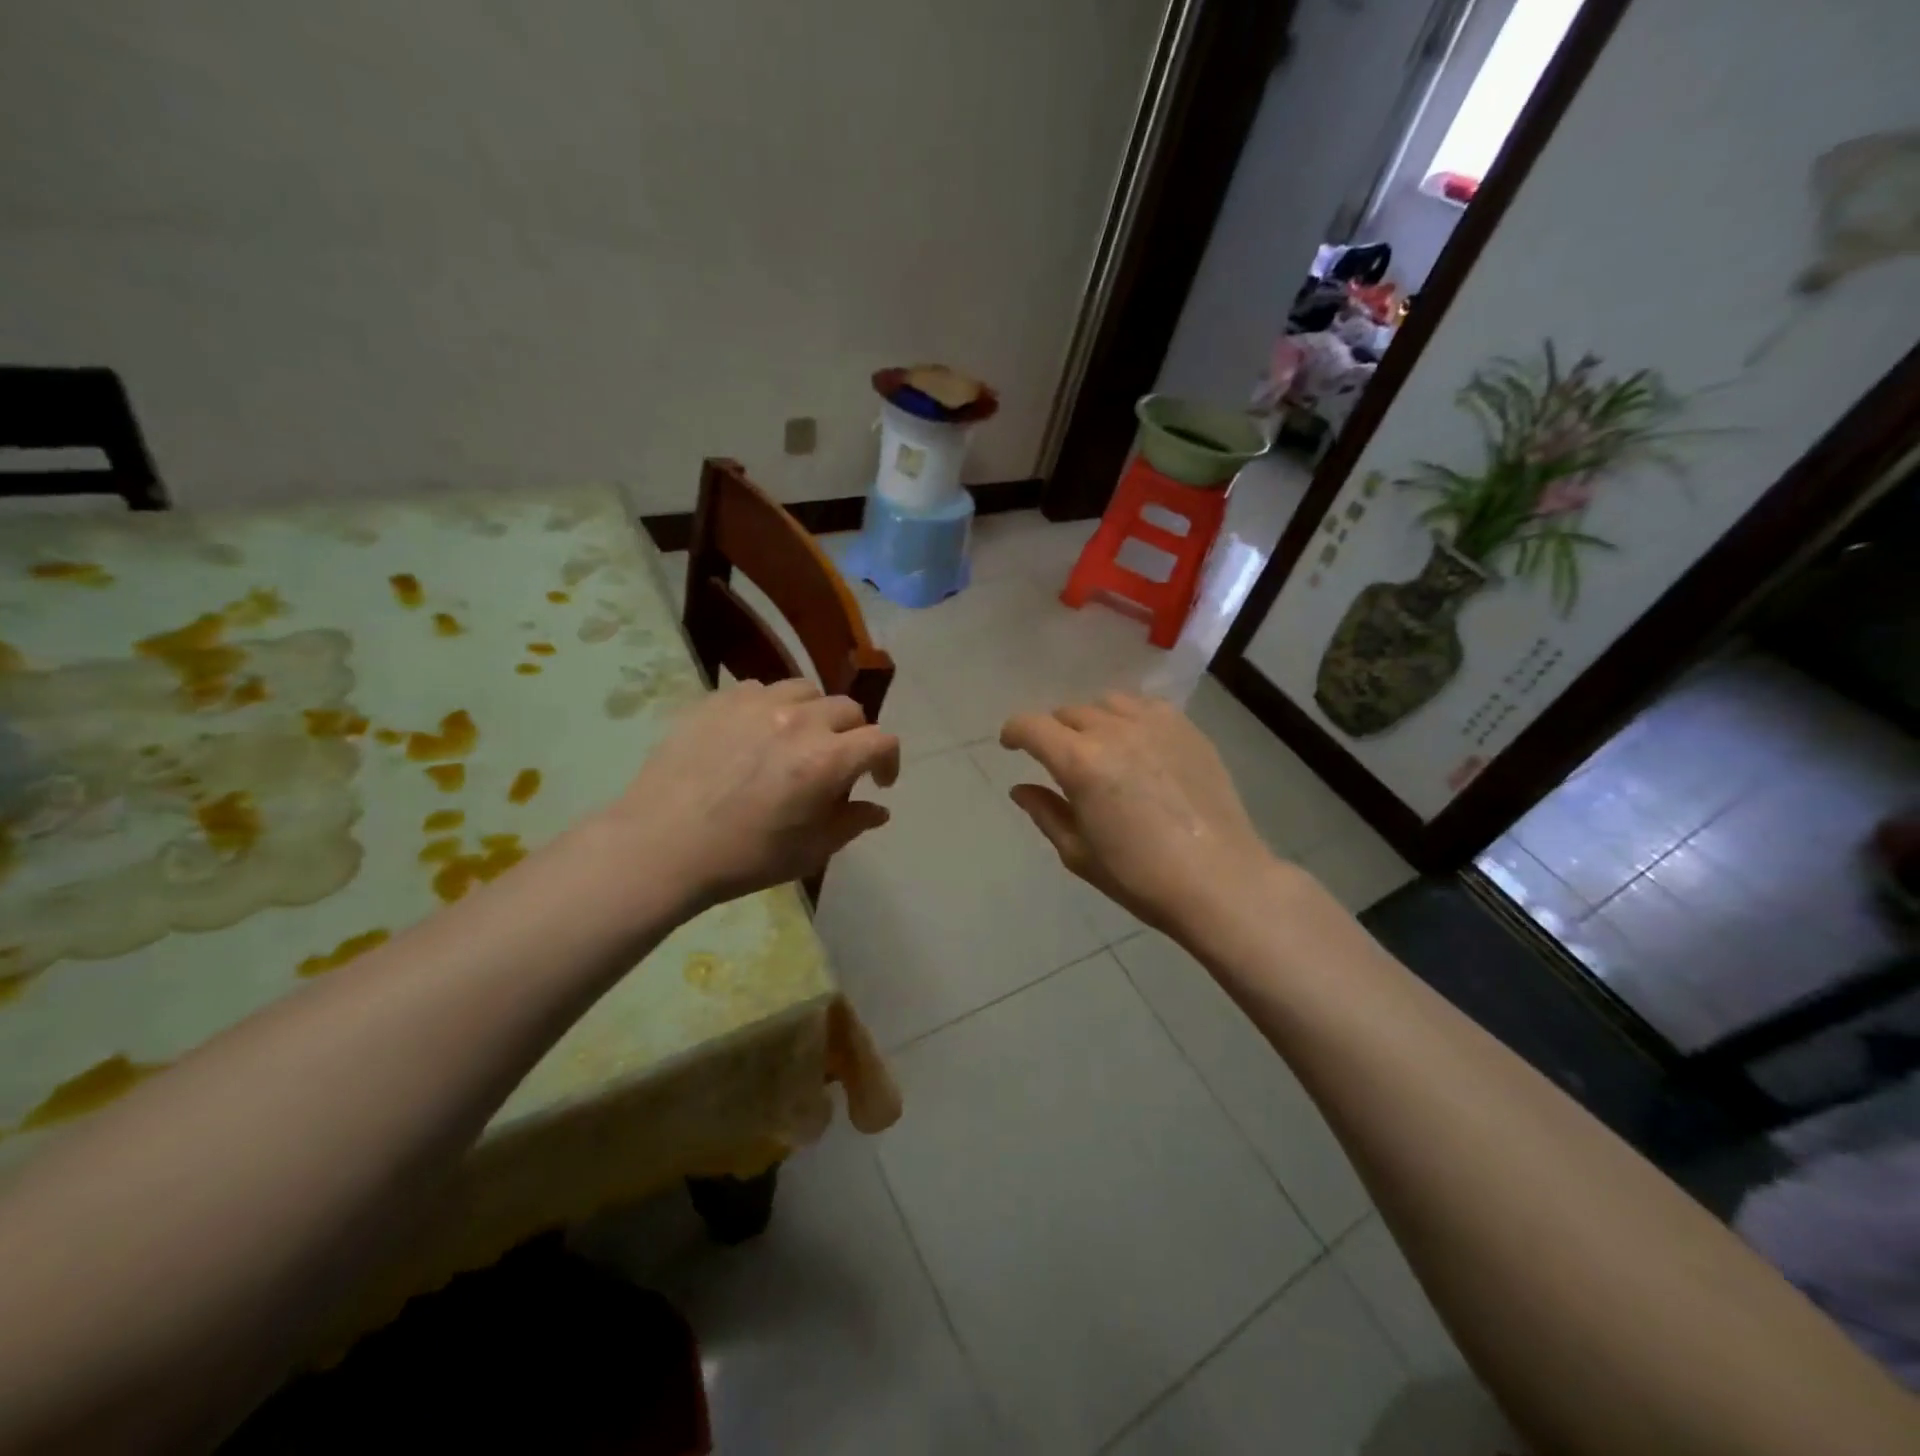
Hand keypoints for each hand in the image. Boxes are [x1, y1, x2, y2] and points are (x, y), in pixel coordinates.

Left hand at [602, 679, 898, 913]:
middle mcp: (799, 721)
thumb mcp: (809, 851)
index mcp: (827, 760)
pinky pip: (760, 689)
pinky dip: (771, 708)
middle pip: (848, 710)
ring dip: (815, 713)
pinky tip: (754, 734)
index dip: (889, 761)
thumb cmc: (743, 857)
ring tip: (798, 739)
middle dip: (854, 736)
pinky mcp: (719, 700)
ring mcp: (756, 704)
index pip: (882, 741)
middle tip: (837, 764)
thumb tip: (878, 809)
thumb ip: (851, 824)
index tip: (879, 782)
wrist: (661, 846)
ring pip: (806, 690)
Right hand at [999, 692, 1280, 935]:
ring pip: (1107, 703)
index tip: (1011, 745)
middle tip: (1059, 760)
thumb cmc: (1140, 877)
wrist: (1220, 880)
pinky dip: (1129, 718)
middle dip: (1054, 732)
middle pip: (1068, 712)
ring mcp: (1155, 724)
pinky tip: (1138, 745)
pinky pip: (1145, 706)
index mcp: (1080, 762)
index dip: (1014, 732)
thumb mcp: (1079, 853)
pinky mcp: (1186, 728)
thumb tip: (1020, 788)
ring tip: (1100, 748)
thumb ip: (1045, 812)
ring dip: (1092, 721)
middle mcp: (1114, 730)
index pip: (1032, 726)